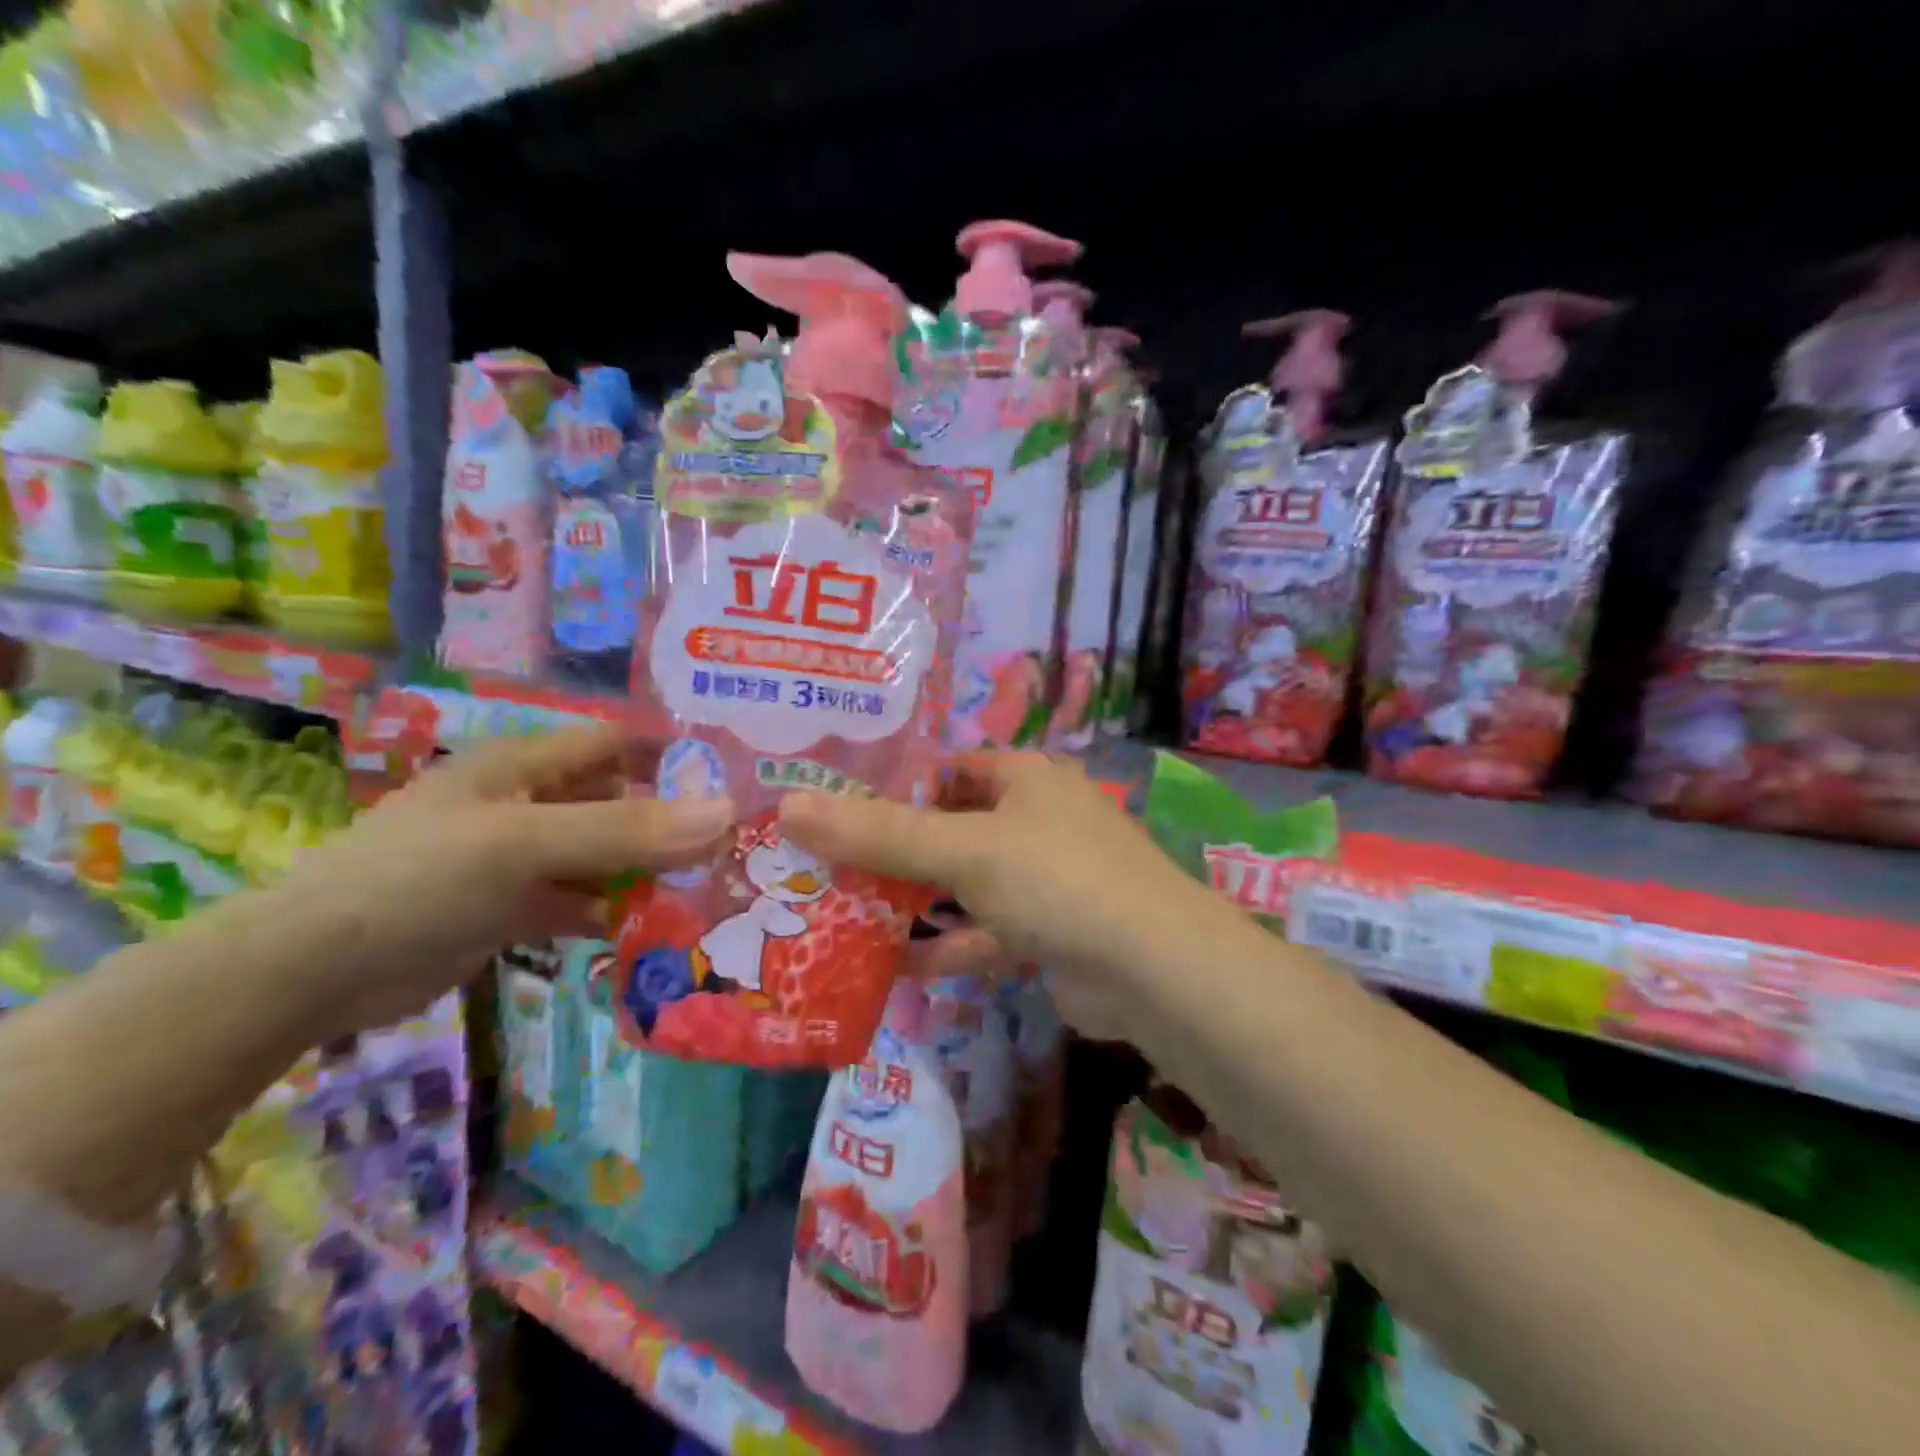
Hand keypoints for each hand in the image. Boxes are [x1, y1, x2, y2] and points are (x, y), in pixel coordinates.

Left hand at [269, 726, 732, 1038]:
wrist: (310, 973)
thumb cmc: (418, 879)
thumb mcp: (525, 844)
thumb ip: (625, 829)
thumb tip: (727, 813)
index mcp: (528, 764)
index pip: (619, 742)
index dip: (675, 753)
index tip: (739, 779)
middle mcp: (530, 802)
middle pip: (620, 801)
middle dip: (674, 820)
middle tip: (739, 847)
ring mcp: (522, 857)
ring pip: (605, 855)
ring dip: (650, 871)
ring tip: (714, 891)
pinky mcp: (515, 907)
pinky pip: (582, 901)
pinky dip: (616, 912)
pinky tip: (656, 929)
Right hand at [777, 752, 1239, 1036]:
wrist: (1154, 970)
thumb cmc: (1056, 879)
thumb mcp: (962, 850)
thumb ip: (879, 833)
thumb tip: (791, 807)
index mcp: (1024, 778)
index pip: (946, 769)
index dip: (893, 786)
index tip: (835, 811)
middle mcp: (1036, 819)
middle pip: (950, 829)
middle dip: (895, 852)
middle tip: (826, 868)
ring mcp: (1045, 879)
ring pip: (965, 885)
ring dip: (917, 904)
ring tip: (846, 916)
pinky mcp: (1049, 932)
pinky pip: (986, 932)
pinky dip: (949, 947)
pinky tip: (898, 967)